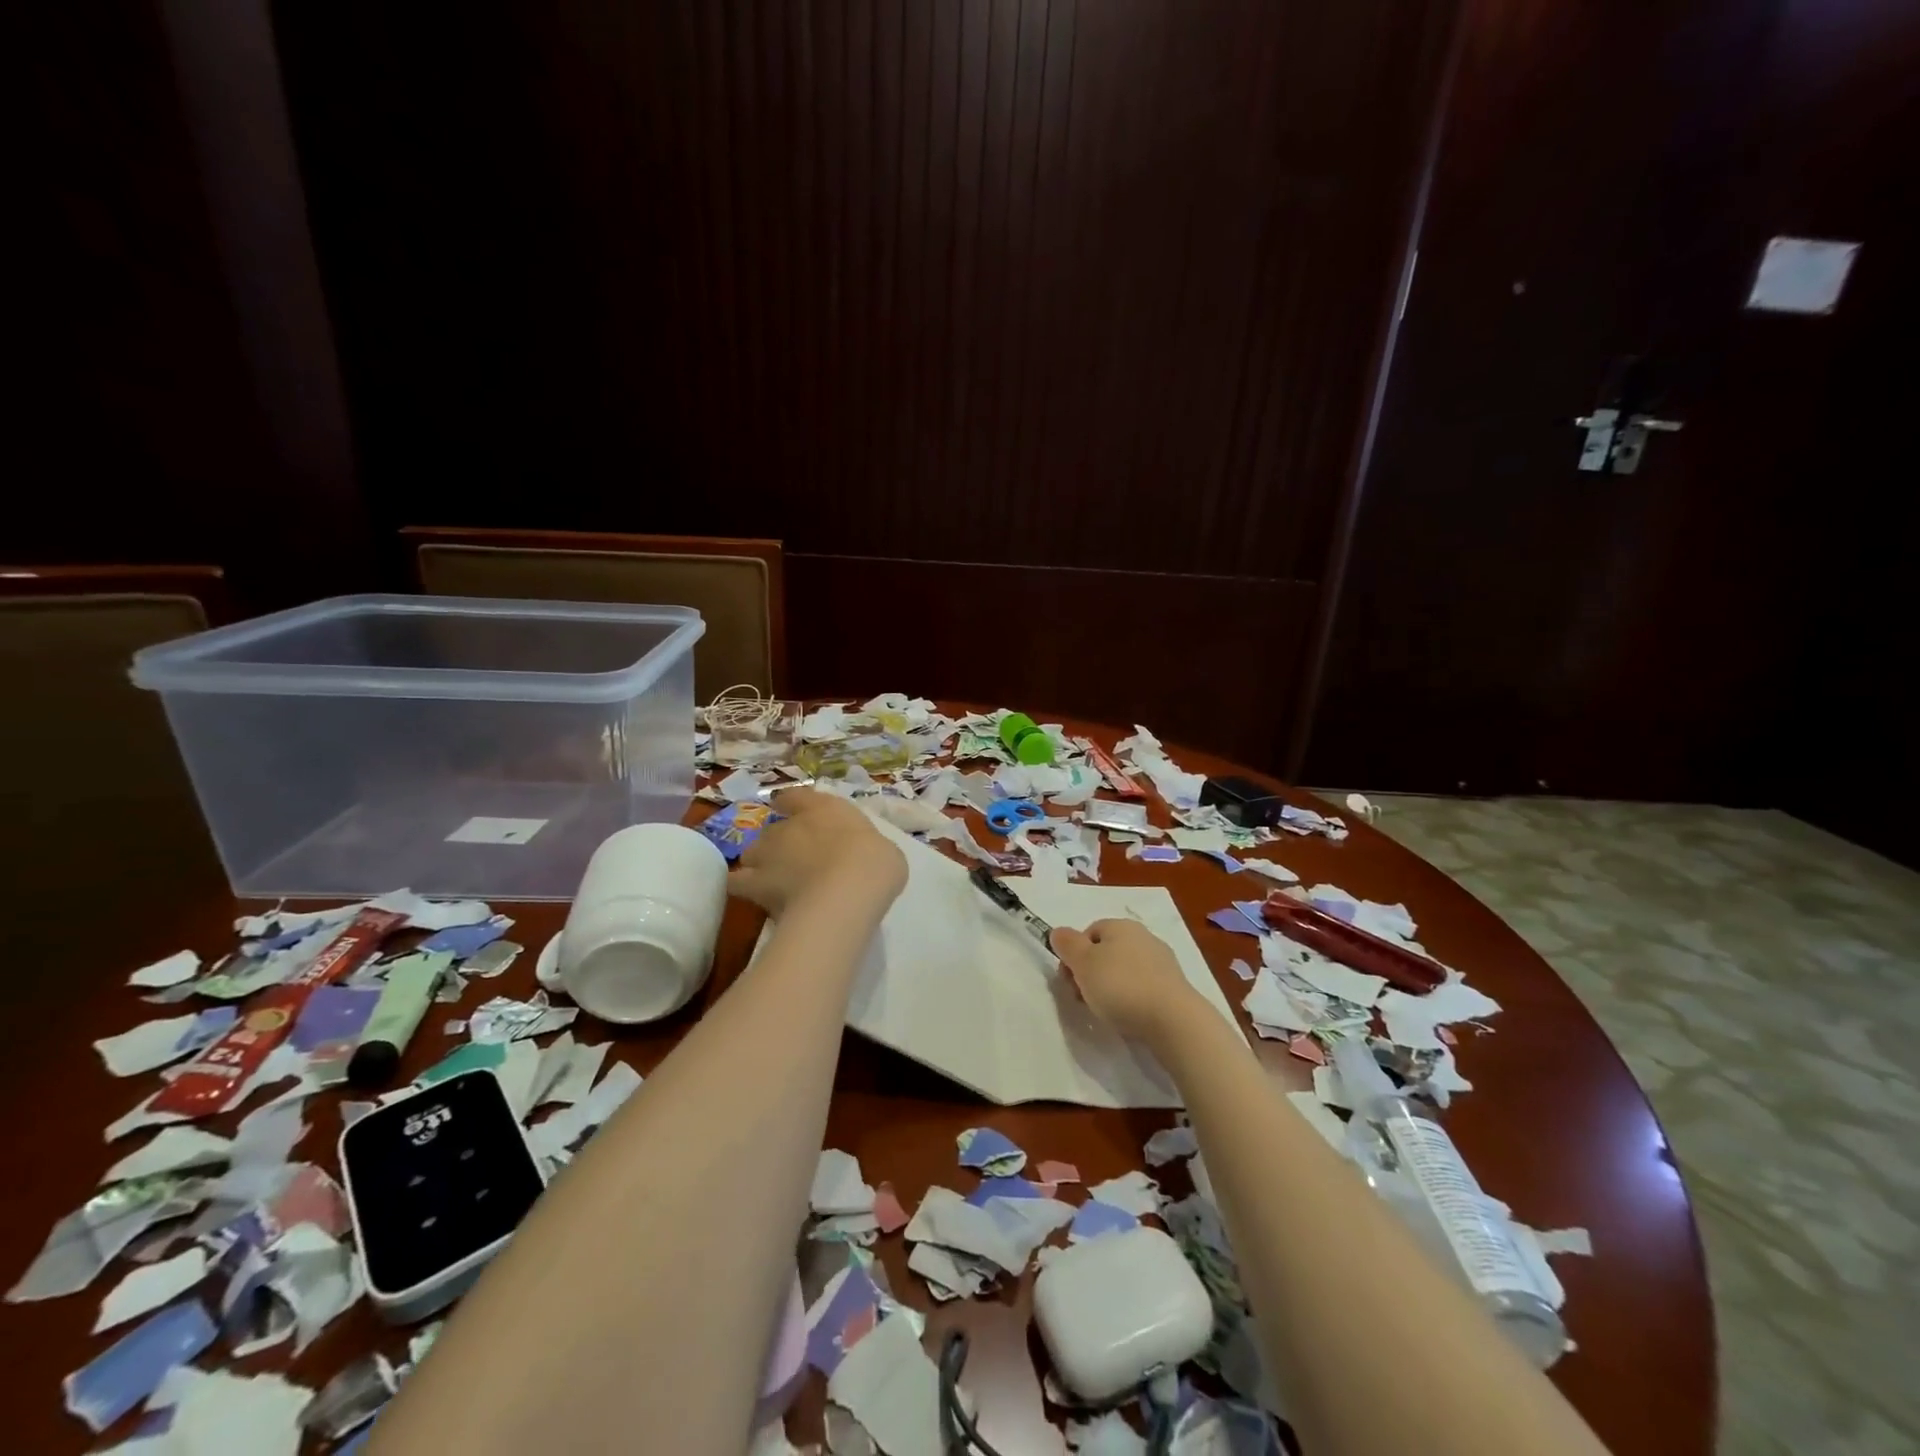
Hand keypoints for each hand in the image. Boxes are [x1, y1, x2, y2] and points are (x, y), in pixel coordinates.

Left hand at [730, 787, 907, 917]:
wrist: (846, 891)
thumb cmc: (874, 863)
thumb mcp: (884, 851)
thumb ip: (865, 851)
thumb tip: (864, 861)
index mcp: (823, 809)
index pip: (796, 797)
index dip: (792, 804)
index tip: (790, 811)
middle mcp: (790, 825)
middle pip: (773, 830)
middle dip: (779, 844)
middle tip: (794, 863)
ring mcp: (767, 853)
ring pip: (751, 853)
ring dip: (760, 864)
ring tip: (772, 882)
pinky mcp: (754, 884)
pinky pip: (738, 883)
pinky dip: (742, 887)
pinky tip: (751, 897)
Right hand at [1049, 918, 1207, 1047]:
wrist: (1173, 1020)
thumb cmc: (1121, 986)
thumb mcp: (1083, 963)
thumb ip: (1067, 944)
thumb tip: (1059, 932)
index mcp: (1121, 925)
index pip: (1089, 933)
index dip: (1074, 956)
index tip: (1069, 981)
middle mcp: (1143, 937)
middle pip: (1106, 952)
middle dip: (1090, 973)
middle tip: (1083, 998)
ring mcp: (1162, 962)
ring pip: (1124, 971)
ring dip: (1110, 988)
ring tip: (1106, 1011)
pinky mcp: (1174, 987)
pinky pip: (1142, 987)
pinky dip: (1132, 999)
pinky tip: (1129, 1016)